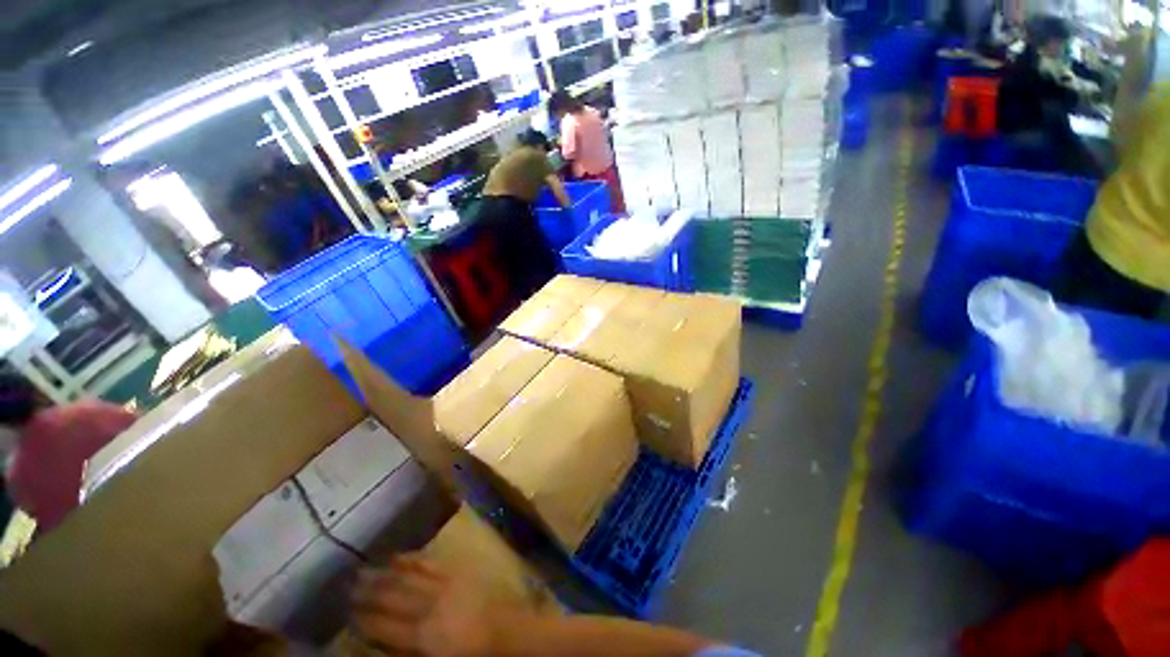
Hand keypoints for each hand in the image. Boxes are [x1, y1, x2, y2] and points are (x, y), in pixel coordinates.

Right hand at [351, 555, 496, 656]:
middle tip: (346, 587)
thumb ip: (405, 650)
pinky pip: (428, 562)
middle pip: (390, 599)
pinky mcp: (455, 570)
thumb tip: (379, 642)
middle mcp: (426, 607)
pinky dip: (410, 559)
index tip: (346, 613)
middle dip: (366, 594)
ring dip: (382, 574)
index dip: (362, 620)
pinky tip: (396, 557)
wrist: (504, 627)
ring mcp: (441, 585)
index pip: (382, 627)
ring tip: (362, 570)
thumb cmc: (470, 652)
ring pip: (405, 578)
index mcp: (420, 636)